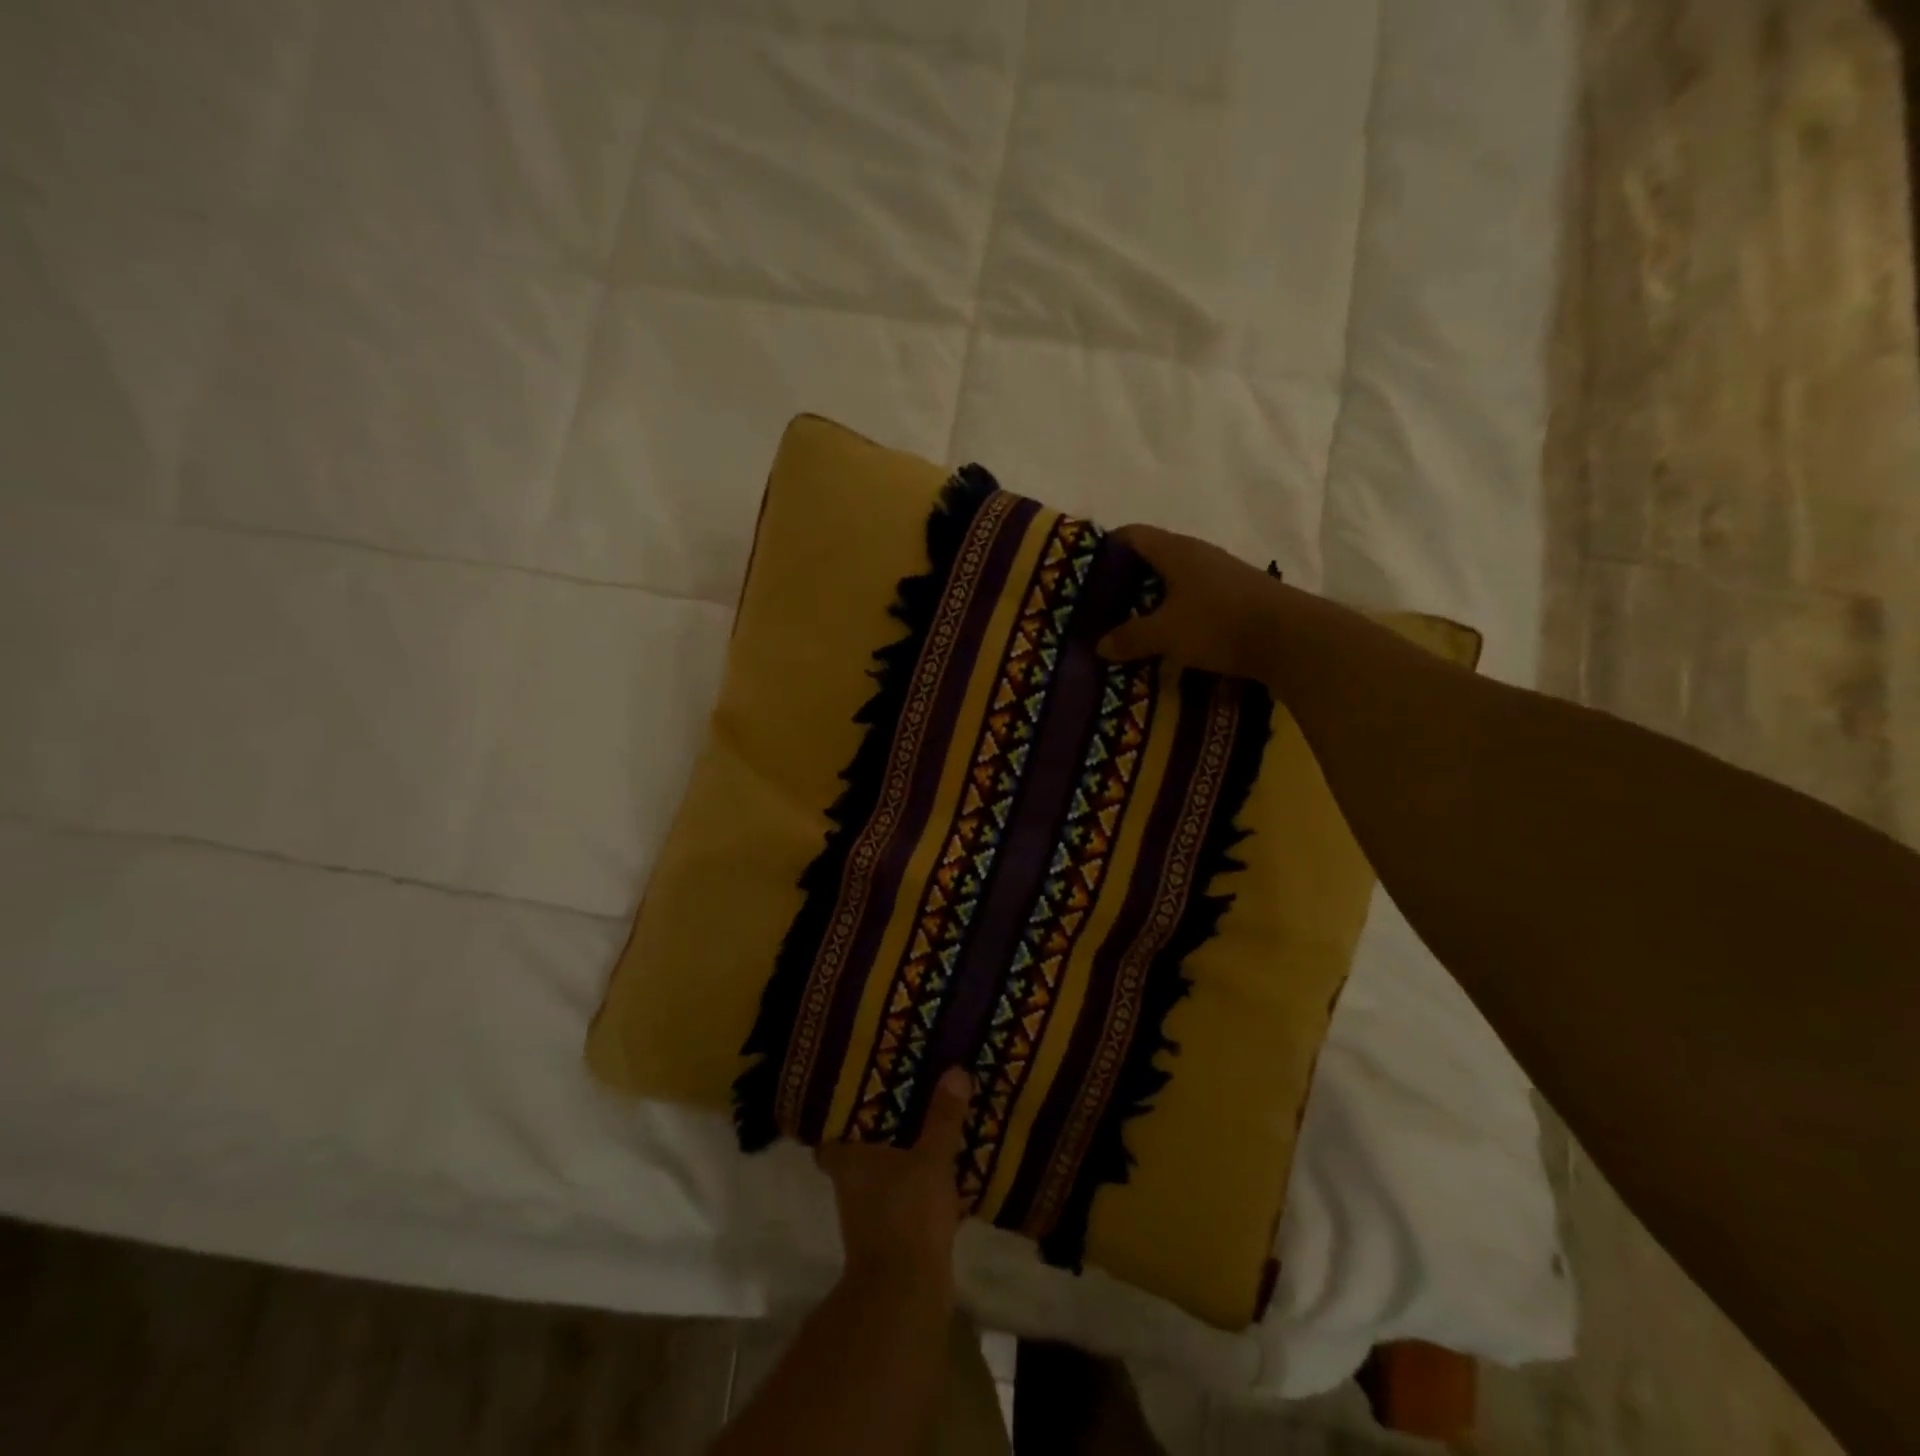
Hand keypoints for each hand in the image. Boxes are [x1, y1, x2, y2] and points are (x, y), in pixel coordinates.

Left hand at [817, 1066, 971, 1287]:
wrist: (906, 1295)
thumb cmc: (908, 1213)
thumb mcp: (932, 1158)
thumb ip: (942, 1117)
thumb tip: (955, 1069)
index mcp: (848, 1162)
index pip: (829, 1138)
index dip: (838, 1120)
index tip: (856, 1098)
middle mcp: (849, 1188)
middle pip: (854, 1156)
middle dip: (874, 1137)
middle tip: (900, 1107)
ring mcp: (866, 1218)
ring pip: (877, 1180)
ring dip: (894, 1163)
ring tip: (922, 1134)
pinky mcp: (889, 1241)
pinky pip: (898, 1202)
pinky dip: (911, 1190)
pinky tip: (934, 1176)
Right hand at [1098, 524, 1283, 679]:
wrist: (1290, 638)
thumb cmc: (1218, 623)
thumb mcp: (1165, 634)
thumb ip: (1130, 638)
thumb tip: (1099, 645)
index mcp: (1175, 551)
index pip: (1132, 534)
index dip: (1106, 546)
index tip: (1085, 569)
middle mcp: (1197, 555)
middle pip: (1152, 558)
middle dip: (1126, 579)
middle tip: (1101, 604)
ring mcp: (1220, 575)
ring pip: (1174, 581)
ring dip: (1152, 600)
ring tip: (1128, 624)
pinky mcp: (1235, 598)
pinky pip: (1193, 600)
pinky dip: (1175, 614)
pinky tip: (1166, 637)